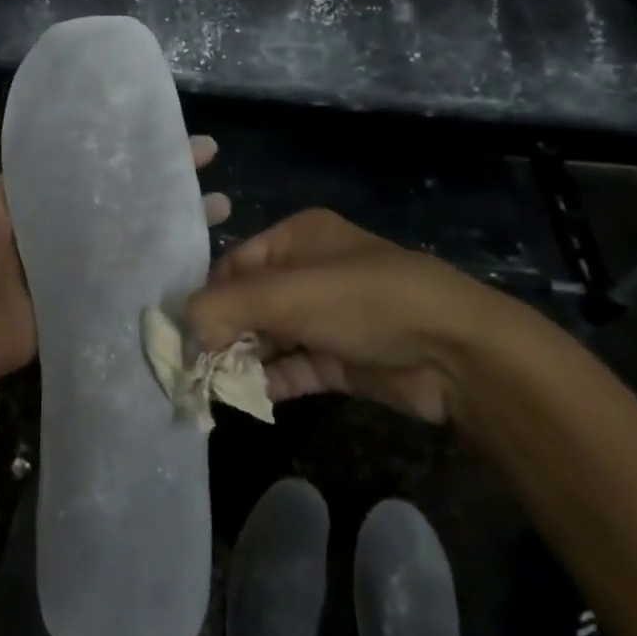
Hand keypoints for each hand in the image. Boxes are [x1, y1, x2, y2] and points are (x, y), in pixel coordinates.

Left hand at [0, 73, 231, 393]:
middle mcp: (58, 221)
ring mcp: (77, 260)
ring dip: (174, 213)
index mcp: (29, 193)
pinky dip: (165, 261)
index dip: (118, 137)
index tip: (159, 116)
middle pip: (119, 189)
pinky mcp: (89, 295)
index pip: (82, 155)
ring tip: (220, 201)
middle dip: (161, 171)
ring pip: (134, 228)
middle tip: (207, 152)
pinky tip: (205, 248)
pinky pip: (131, 273)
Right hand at [187, 208, 520, 424]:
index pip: (234, 265)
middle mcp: (309, 272)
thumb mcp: (286, 294)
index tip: (183, 333)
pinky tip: (246, 398)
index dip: (207, 298)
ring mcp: (328, 317)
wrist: (457, 353)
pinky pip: (294, 367)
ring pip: (269, 338)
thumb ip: (224, 308)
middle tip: (193, 366)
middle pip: (249, 303)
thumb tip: (179, 330)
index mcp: (296, 238)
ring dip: (242, 361)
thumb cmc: (363, 301)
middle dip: (222, 334)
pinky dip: (270, 381)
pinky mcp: (342, 357)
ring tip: (213, 387)